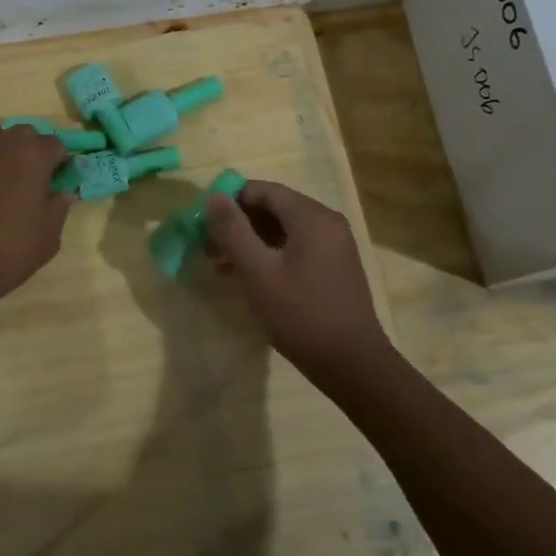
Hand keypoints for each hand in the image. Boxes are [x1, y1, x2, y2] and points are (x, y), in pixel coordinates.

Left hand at [0, 124, 70, 321]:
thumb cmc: (9, 251)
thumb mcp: (49, 236)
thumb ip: (58, 207)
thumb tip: (60, 192)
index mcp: (33, 155)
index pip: (55, 145)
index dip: (58, 162)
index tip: (55, 181)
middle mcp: (0, 143)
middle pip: (21, 134)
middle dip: (28, 150)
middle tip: (26, 179)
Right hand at [203, 180, 397, 390]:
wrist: (352, 364)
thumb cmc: (301, 314)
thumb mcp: (258, 272)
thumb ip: (233, 231)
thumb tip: (213, 197)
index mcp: (311, 217)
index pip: (263, 190)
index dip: (230, 200)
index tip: (203, 220)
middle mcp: (326, 223)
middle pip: (273, 209)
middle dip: (237, 224)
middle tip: (206, 245)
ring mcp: (333, 247)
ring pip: (282, 231)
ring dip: (249, 242)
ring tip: (218, 264)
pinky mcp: (332, 268)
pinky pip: (294, 249)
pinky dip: (268, 256)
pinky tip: (245, 277)